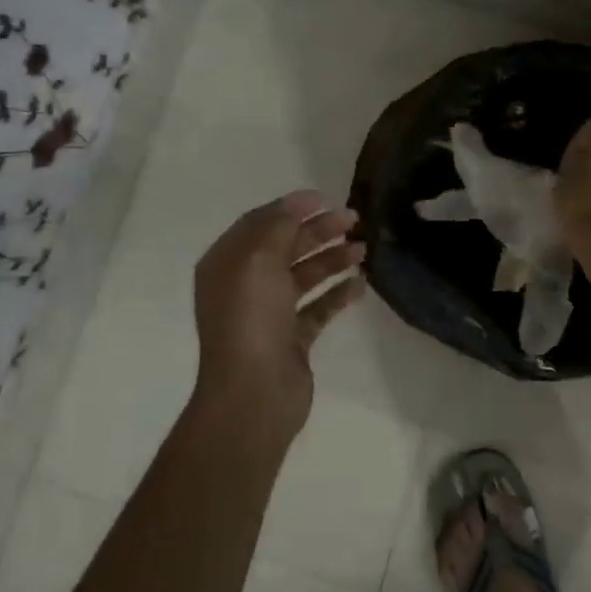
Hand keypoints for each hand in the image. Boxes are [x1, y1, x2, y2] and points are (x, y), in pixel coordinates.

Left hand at [192, 191, 365, 438]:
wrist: (254, 393)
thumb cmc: (251, 318)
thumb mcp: (259, 259)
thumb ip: (279, 225)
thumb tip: (298, 202)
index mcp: (227, 264)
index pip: (260, 224)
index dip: (292, 208)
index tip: (326, 198)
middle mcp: (245, 285)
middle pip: (285, 247)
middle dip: (318, 231)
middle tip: (353, 220)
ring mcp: (269, 314)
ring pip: (304, 276)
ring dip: (332, 259)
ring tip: (363, 250)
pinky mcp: (291, 339)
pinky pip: (317, 308)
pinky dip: (337, 294)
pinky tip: (360, 284)